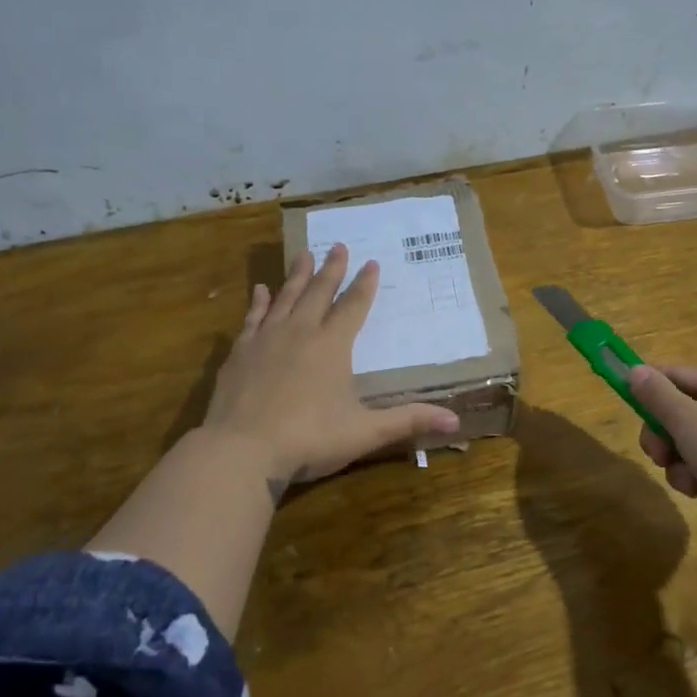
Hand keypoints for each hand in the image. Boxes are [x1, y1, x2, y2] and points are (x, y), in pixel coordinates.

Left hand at [202, 243, 459, 487]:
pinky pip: (252, 317)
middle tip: (339, 245)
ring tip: (304, 254)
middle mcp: (300, 332)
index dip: (364, 284)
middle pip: (319, 292)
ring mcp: (266, 339)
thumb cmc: (309, 439)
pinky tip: (261, 289)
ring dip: (297, 275)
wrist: (242, 450)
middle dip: (332, 269)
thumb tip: (456, 421)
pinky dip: (259, 301)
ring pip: (286, 297)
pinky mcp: (239, 352)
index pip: (353, 306)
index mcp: (332, 346)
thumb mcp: (365, 432)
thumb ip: (409, 422)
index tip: (371, 262)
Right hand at [629, 364, 696, 568]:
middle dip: (666, 436)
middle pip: (687, 412)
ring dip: (682, 463)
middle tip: (658, 456)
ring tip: (688, 484)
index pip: (679, 374)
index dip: (650, 389)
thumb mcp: (689, 423)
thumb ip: (658, 396)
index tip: (628, 408)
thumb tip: (635, 369)